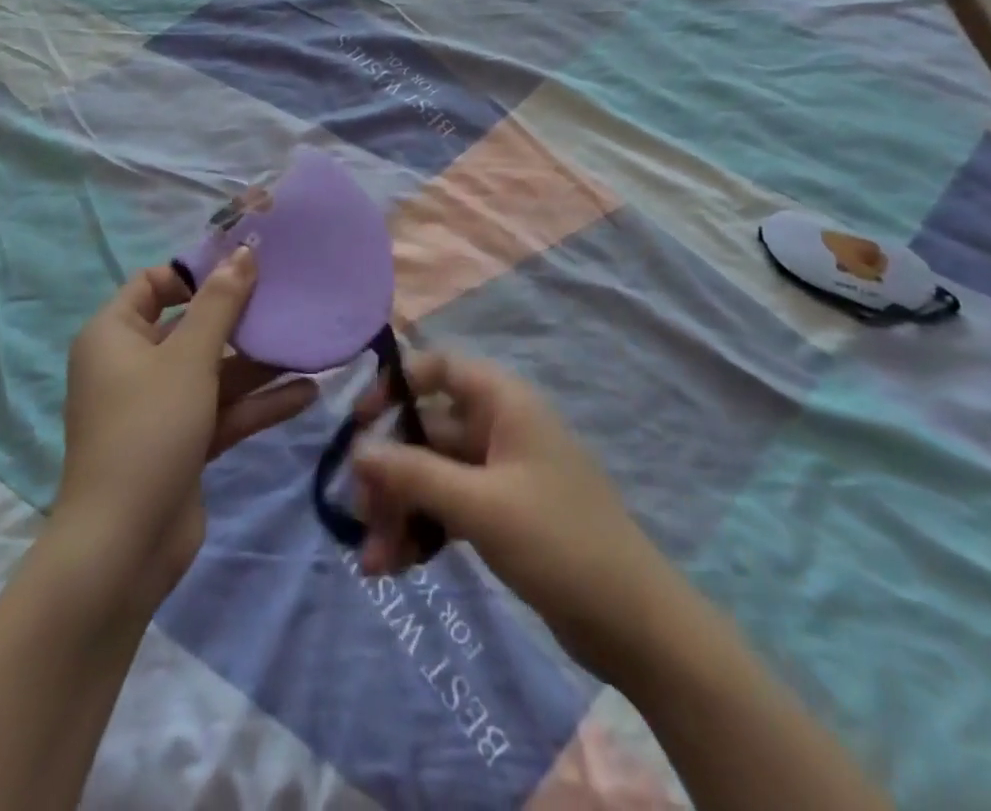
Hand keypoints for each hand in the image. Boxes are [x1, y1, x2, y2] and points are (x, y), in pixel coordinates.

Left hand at [56, 248, 317, 614]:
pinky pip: (223, 410)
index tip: (244, 268)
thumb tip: (243, 251)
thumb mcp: (189, 357)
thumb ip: (220, 303)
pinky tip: (306, 392)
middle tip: (288, 301)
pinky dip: (258, 402)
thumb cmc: (149, 429)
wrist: (124, 546)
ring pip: (214, 372)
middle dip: (241, 319)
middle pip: (192, 327)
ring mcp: (159, 408)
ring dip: (258, 363)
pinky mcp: (183, 443)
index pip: (153, 284)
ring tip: (308, 345)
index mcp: (115, 336)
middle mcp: (133, 366)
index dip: (196, 273)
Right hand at [350, 351, 676, 677]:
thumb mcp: (480, 505)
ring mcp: (500, 473)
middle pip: (427, 430)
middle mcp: (500, 427)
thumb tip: (356, 450)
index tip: (360, 422)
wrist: (634, 622)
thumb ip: (415, 475)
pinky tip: (396, 566)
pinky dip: (422, 530)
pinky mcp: (501, 515)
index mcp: (504, 402)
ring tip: (373, 562)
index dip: (396, 385)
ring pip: (433, 475)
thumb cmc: (558, 541)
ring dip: (401, 510)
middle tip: (359, 515)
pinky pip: (449, 507)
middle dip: (390, 471)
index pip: (439, 367)